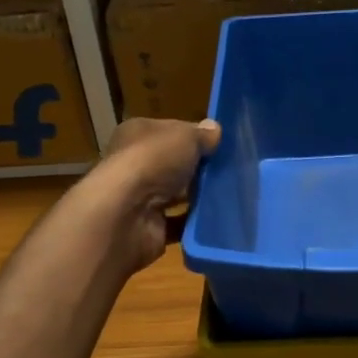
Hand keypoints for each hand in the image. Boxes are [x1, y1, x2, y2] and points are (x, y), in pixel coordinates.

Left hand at [88, 117, 220, 271]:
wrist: (126, 214)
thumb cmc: (153, 161)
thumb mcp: (184, 136)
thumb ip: (201, 135)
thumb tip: (214, 130)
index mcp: (137, 135)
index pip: (169, 132)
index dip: (193, 136)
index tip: (220, 144)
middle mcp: (134, 165)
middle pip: (173, 165)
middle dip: (198, 169)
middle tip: (231, 171)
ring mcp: (140, 199)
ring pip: (176, 195)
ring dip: (198, 196)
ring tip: (231, 195)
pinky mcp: (149, 228)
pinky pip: (179, 223)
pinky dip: (195, 223)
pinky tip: (219, 219)